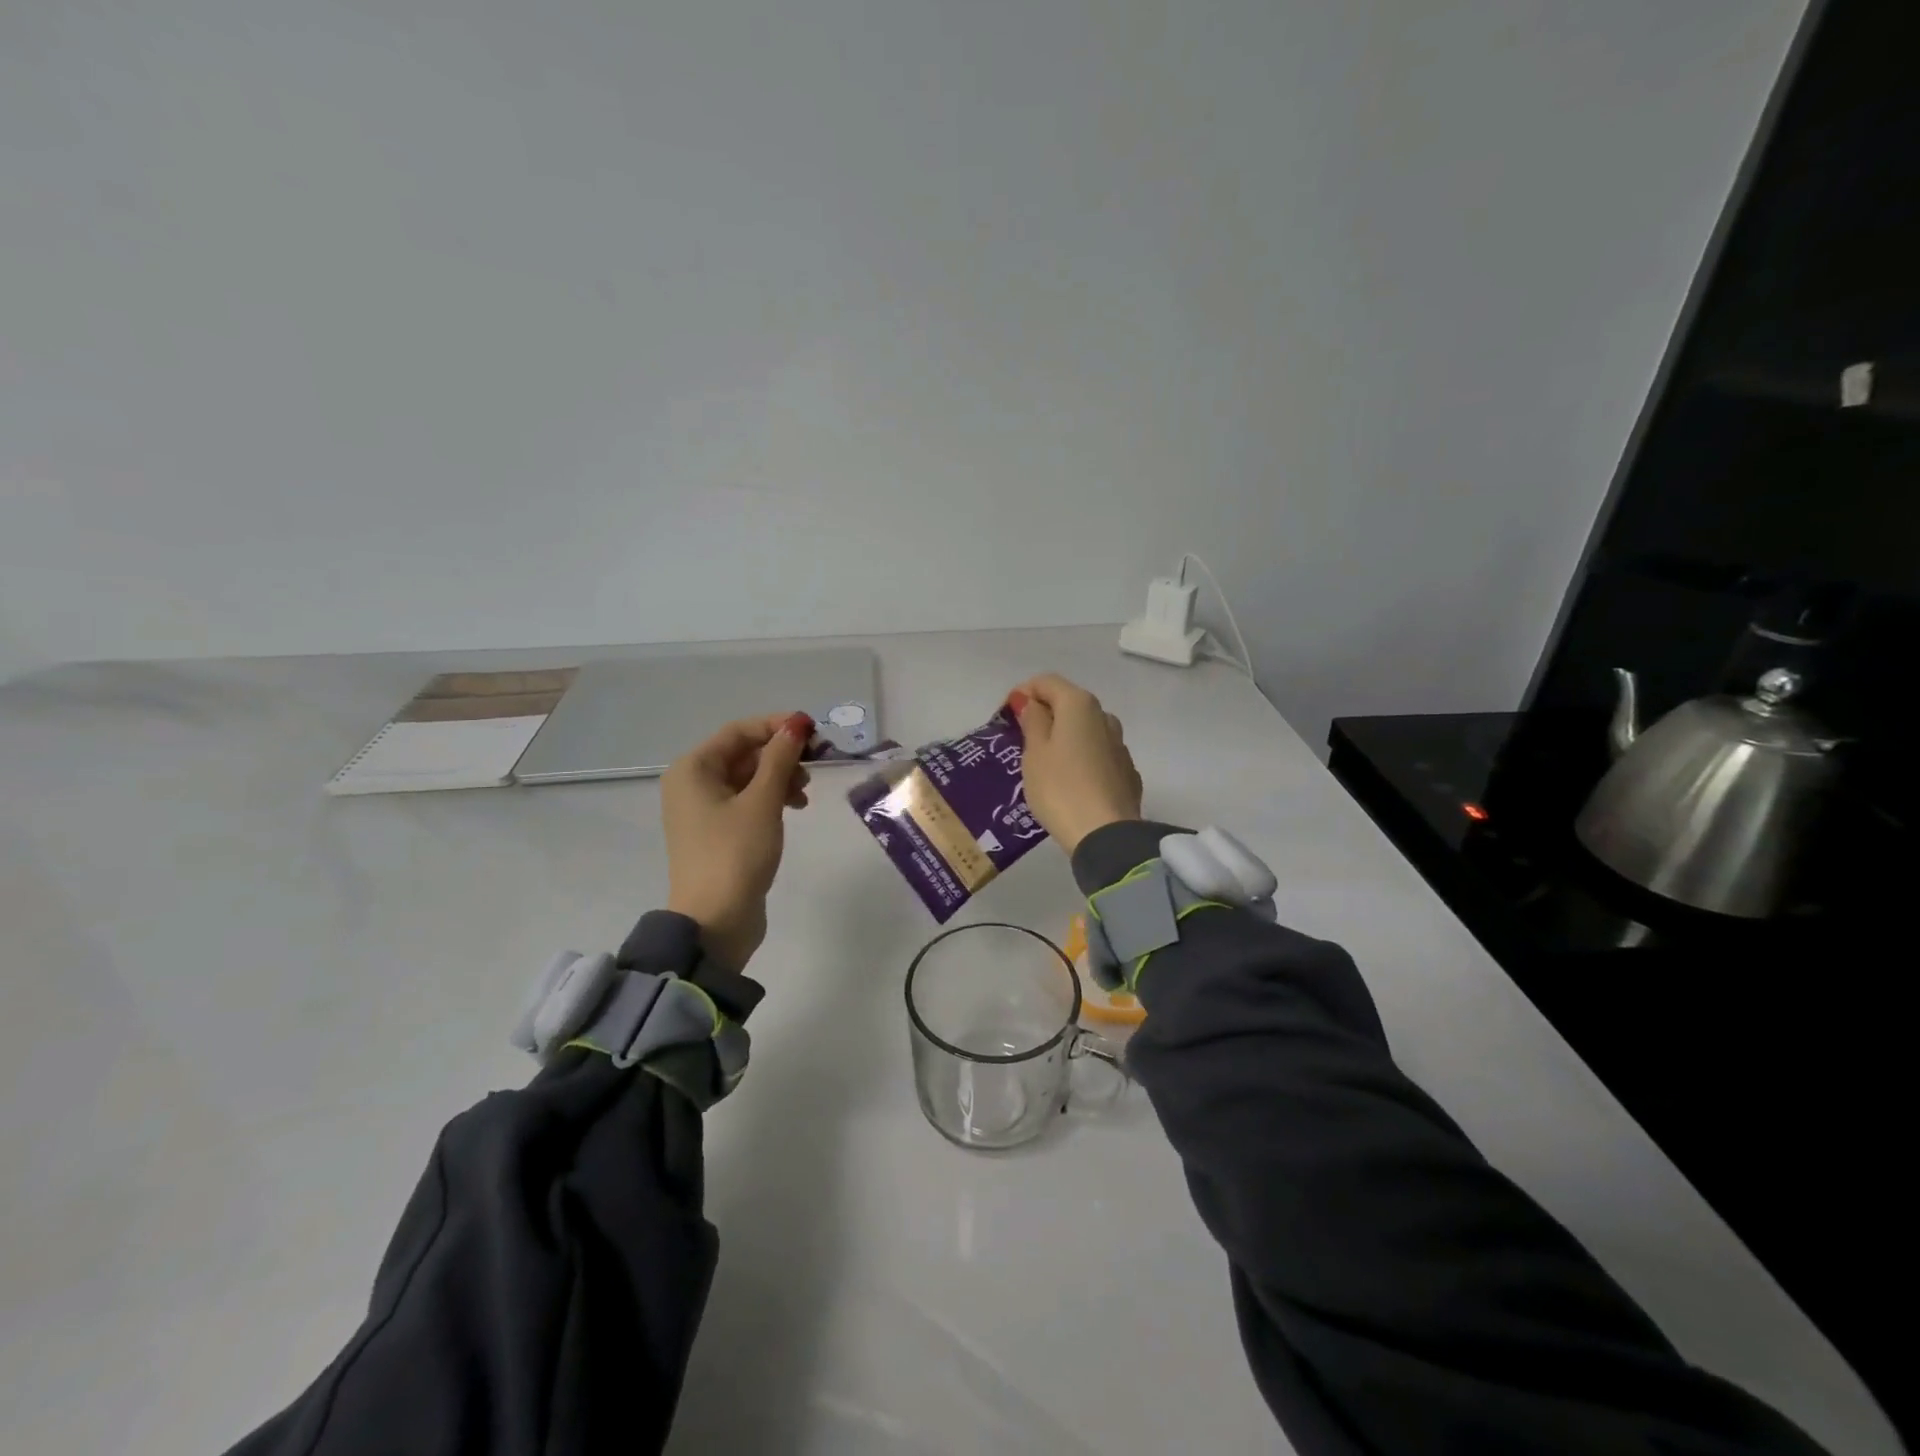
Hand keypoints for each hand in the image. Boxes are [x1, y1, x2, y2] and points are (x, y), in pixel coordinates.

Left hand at [661, 711, 812, 970]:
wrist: (715, 921)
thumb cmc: (735, 853)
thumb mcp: (763, 801)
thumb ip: (780, 758)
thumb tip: (797, 724)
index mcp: (693, 769)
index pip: (739, 731)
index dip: (777, 726)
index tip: (814, 731)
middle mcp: (693, 783)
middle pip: (744, 753)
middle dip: (782, 754)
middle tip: (817, 762)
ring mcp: (703, 809)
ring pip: (749, 777)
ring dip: (780, 777)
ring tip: (806, 792)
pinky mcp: (718, 832)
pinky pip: (747, 800)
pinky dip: (772, 798)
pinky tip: (796, 806)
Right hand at [1006, 674, 1142, 853]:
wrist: (1106, 835)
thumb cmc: (1060, 788)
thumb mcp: (1034, 753)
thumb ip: (1033, 721)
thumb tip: (1031, 702)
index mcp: (1079, 704)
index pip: (1046, 681)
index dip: (1023, 693)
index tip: (1006, 716)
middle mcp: (1105, 716)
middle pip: (1069, 704)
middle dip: (1045, 715)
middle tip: (1022, 741)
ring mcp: (1120, 745)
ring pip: (1085, 730)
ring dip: (1065, 738)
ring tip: (1045, 765)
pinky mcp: (1127, 772)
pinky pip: (1097, 755)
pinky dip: (1081, 759)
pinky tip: (1070, 782)